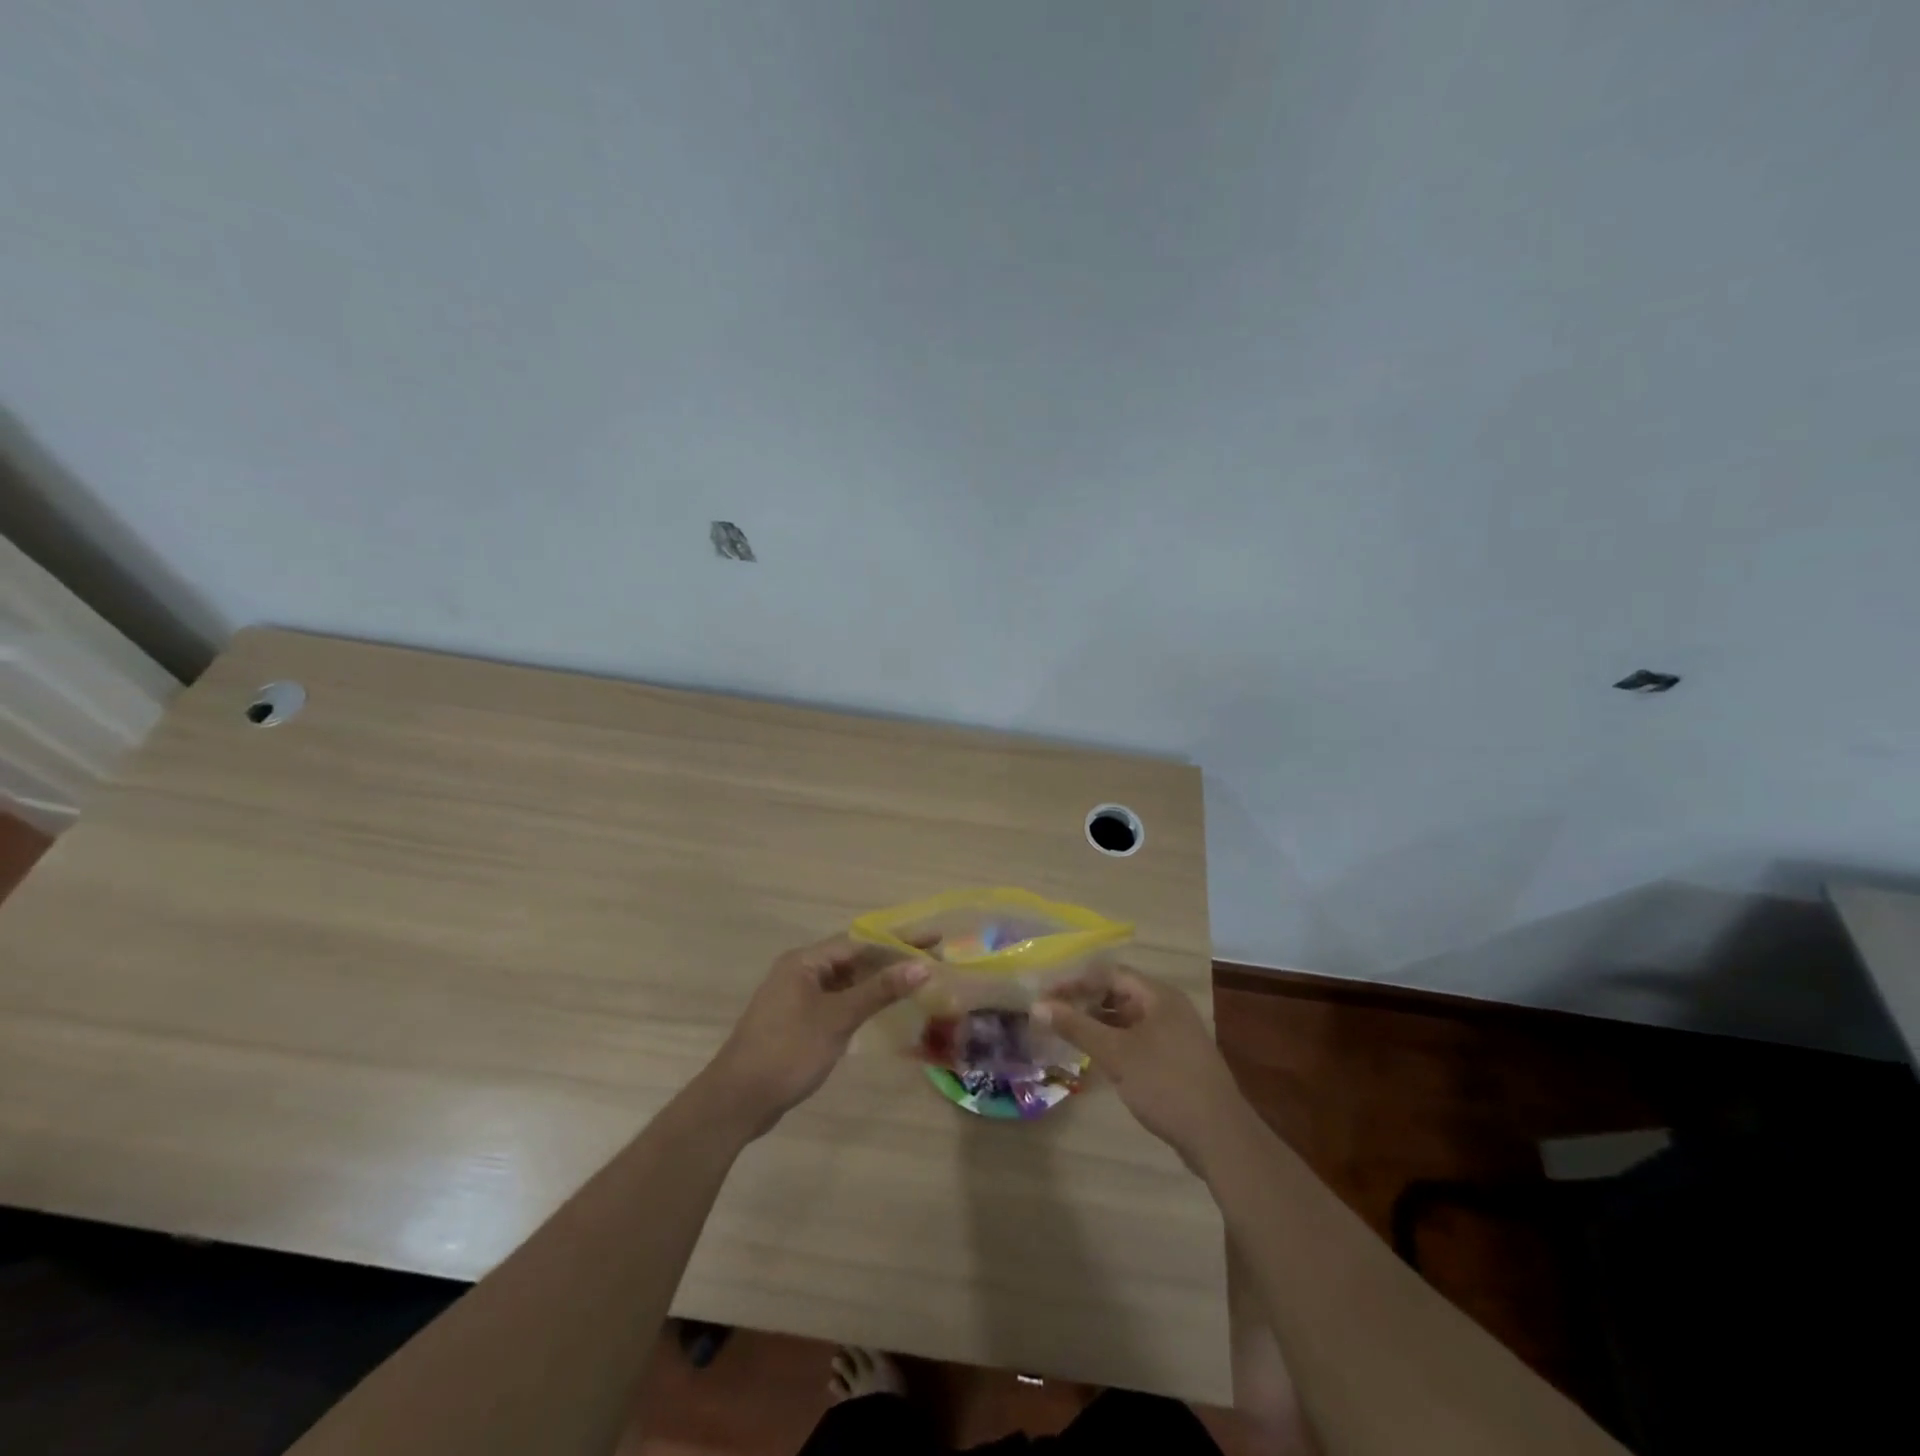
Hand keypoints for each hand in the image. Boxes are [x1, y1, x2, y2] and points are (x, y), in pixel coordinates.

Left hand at [703, 934, 931, 1134]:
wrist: (737, 1101)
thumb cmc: (788, 1052)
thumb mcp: (837, 1019)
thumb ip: (879, 991)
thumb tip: (921, 966)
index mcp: (805, 961)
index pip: (860, 941)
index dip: (898, 940)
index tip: (933, 939)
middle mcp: (800, 971)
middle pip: (855, 958)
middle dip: (893, 959)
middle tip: (933, 958)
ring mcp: (798, 997)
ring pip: (847, 981)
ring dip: (879, 981)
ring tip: (918, 980)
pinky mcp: (799, 1021)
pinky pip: (838, 1000)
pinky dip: (863, 1001)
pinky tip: (886, 1007)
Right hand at [1035, 968, 1247, 1168]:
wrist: (1219, 1136)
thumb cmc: (1165, 1083)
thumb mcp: (1116, 1053)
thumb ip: (1077, 1027)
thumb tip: (1038, 1006)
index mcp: (1158, 996)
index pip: (1109, 974)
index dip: (1076, 981)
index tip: (1047, 995)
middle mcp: (1168, 1008)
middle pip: (1119, 993)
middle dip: (1085, 1002)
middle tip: (1053, 1015)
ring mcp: (1174, 1035)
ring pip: (1127, 1019)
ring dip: (1098, 1024)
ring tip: (1067, 1035)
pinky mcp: (1176, 1060)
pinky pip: (1137, 1040)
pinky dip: (1114, 1043)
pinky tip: (1096, 1058)